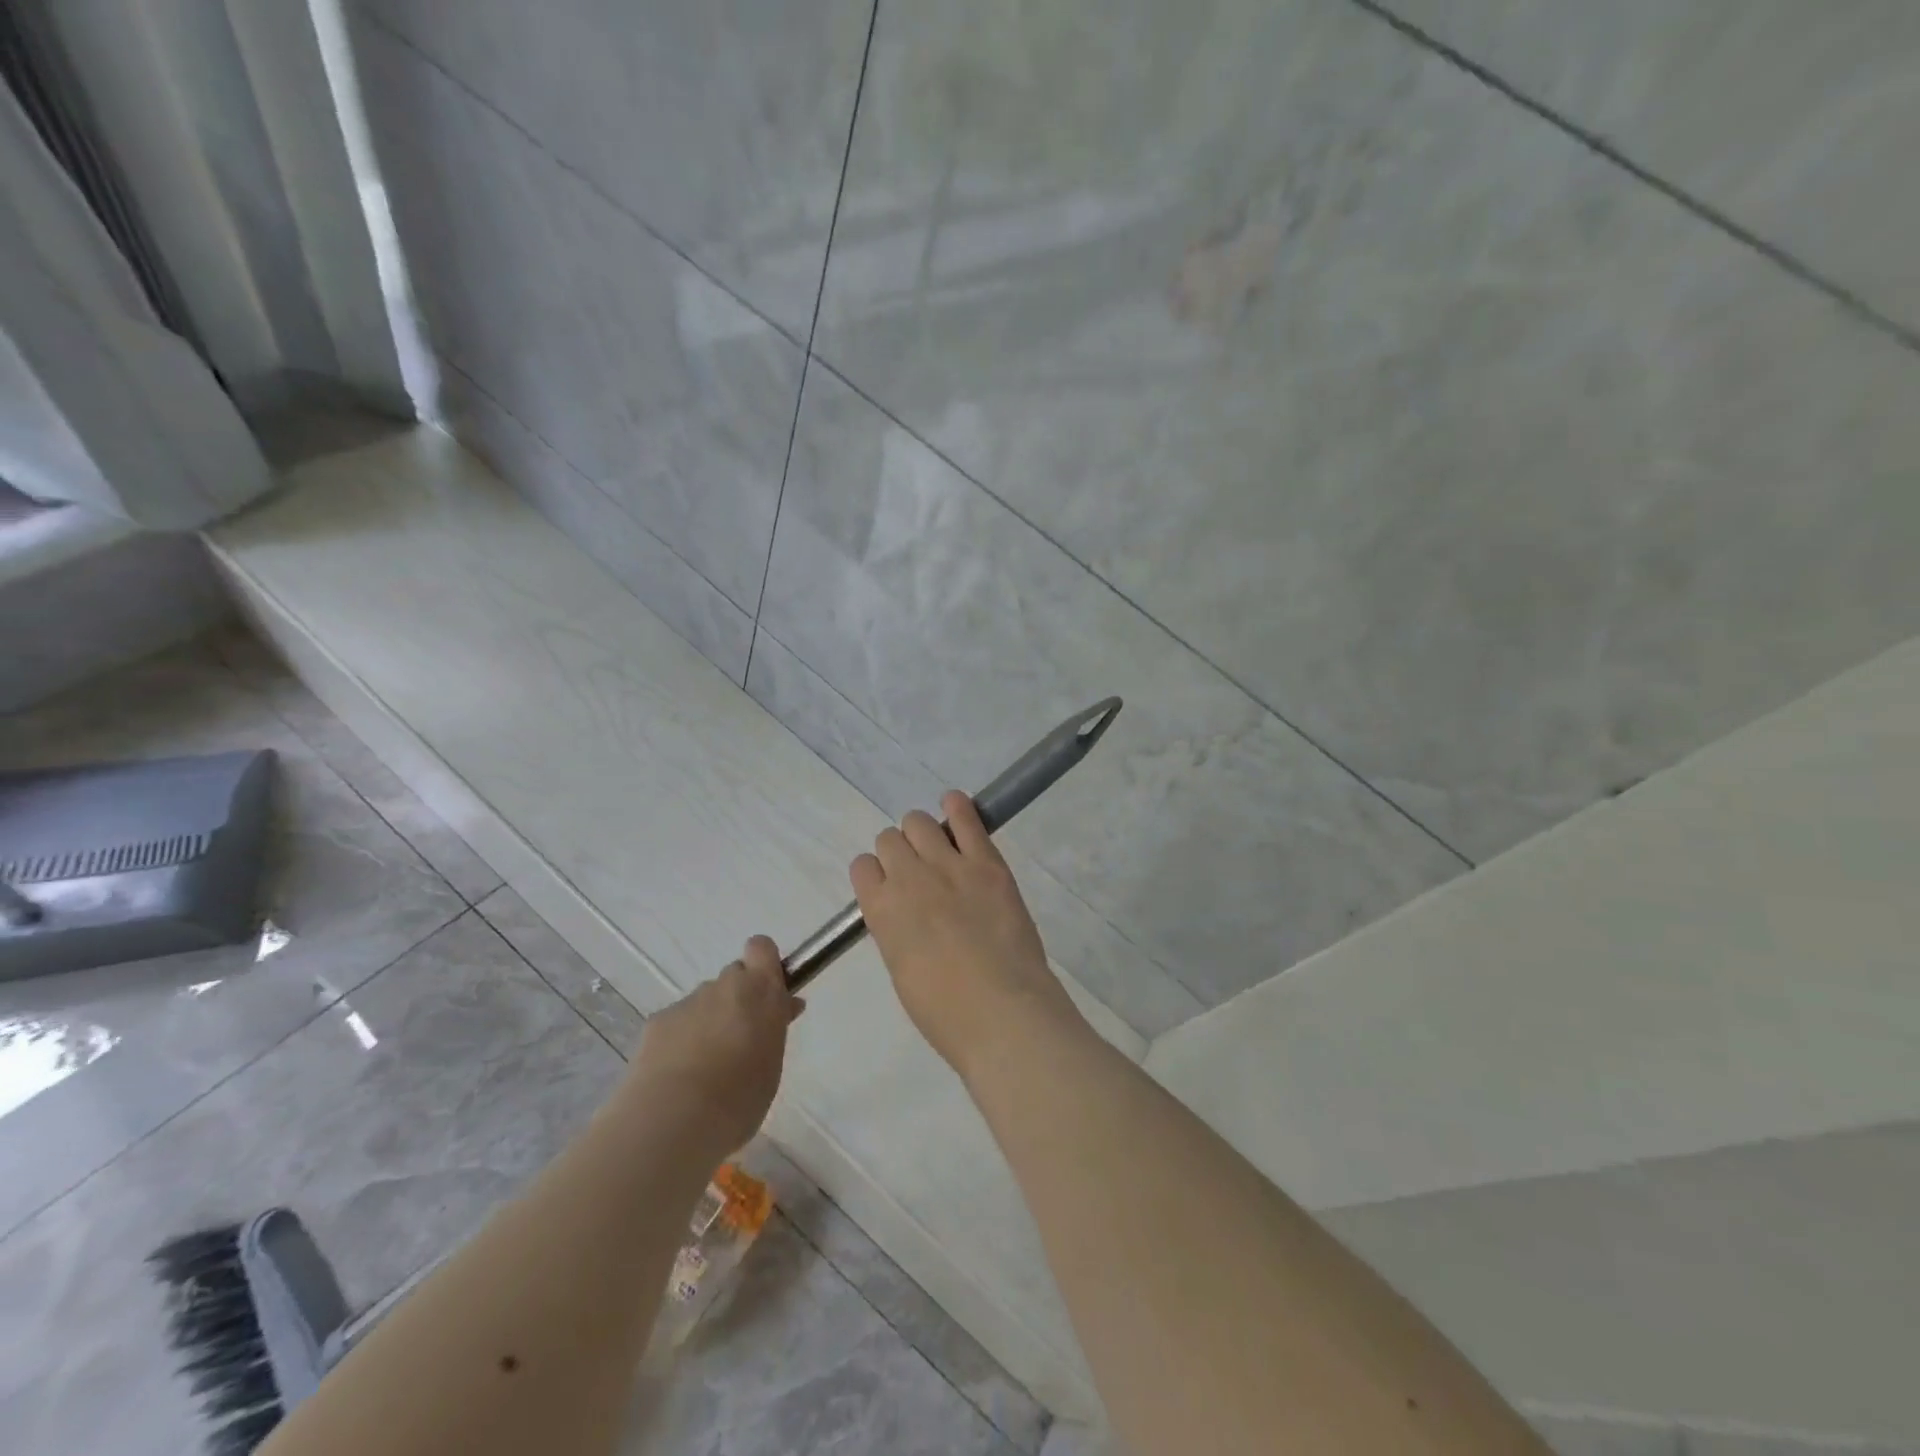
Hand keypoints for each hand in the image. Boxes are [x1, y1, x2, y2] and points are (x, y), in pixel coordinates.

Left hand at [627, 936, 800, 1155]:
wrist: (673, 1120)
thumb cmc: (740, 1097)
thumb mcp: (772, 1065)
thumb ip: (775, 1029)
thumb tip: (783, 1008)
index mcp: (761, 990)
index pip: (762, 948)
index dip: (763, 964)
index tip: (767, 993)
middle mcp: (724, 986)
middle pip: (733, 977)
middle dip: (737, 1000)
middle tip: (738, 1040)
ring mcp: (688, 1002)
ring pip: (704, 1003)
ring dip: (708, 1022)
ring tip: (704, 1069)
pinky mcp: (656, 1022)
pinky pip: (676, 1024)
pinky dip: (678, 1041)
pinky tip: (675, 1076)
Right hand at [851, 791, 1084, 1079]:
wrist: (1002, 1011)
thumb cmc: (945, 1012)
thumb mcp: (902, 971)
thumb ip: (897, 931)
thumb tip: (906, 914)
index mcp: (880, 910)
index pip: (862, 867)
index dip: (876, 874)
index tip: (890, 886)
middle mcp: (907, 877)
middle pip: (889, 839)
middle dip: (899, 852)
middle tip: (919, 873)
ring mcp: (948, 865)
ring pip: (919, 822)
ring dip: (923, 832)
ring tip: (938, 846)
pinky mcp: (986, 861)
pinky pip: (966, 818)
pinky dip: (958, 807)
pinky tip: (955, 804)